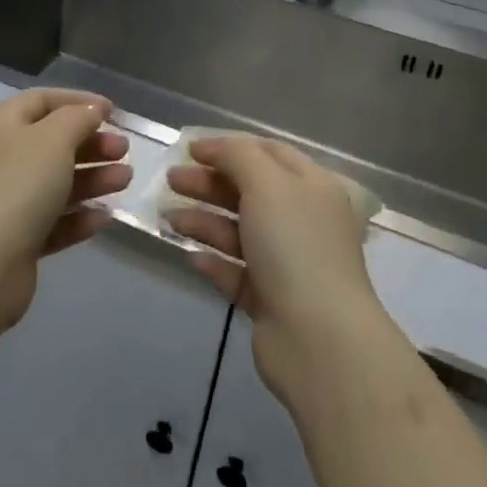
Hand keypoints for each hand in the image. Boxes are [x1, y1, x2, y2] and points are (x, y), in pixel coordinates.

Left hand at [0, 89, 131, 327]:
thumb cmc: (19, 186)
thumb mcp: (53, 139)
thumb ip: (77, 118)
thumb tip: (91, 110)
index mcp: (1, 125)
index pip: (42, 101)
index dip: (78, 101)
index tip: (113, 112)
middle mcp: (1, 158)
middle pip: (52, 143)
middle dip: (91, 144)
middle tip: (124, 151)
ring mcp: (7, 201)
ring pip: (56, 182)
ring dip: (92, 179)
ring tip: (125, 181)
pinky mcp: (16, 239)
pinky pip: (53, 221)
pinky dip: (78, 217)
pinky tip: (103, 219)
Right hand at [166, 137, 388, 406]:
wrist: (319, 339)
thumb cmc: (294, 246)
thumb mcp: (267, 183)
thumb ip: (237, 156)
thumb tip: (211, 147)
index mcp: (312, 187)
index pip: (269, 153)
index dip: (228, 147)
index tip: (189, 149)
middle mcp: (302, 221)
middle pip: (249, 191)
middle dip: (208, 183)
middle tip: (170, 180)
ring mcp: (288, 263)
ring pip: (238, 232)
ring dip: (203, 220)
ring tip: (167, 218)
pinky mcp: (271, 300)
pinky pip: (236, 272)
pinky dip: (213, 261)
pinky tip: (190, 256)